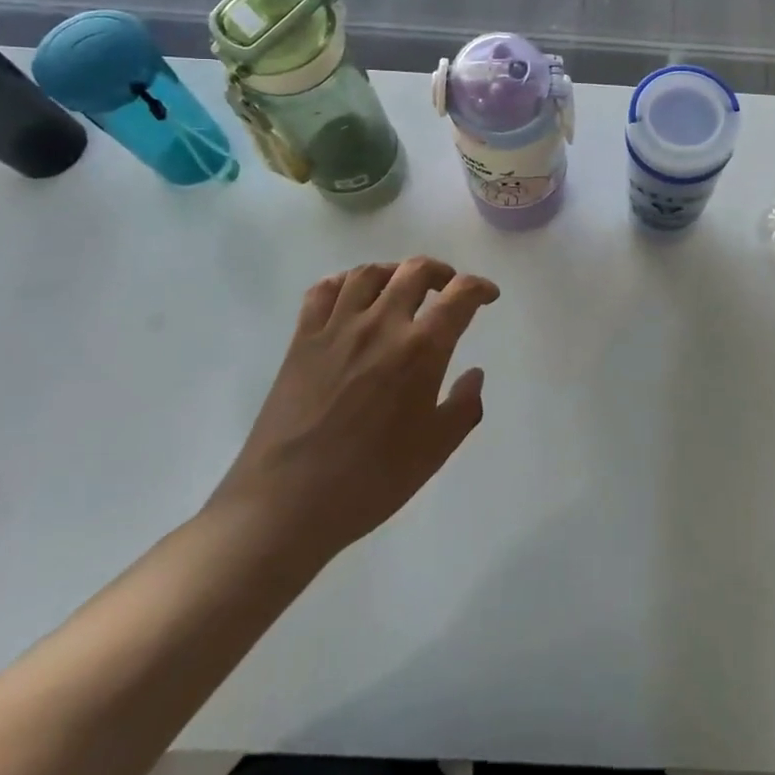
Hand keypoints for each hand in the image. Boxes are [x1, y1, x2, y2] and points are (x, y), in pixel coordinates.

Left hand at [209, 258, 498, 567]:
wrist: (286, 504)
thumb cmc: (369, 481)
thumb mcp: (434, 451)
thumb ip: (464, 407)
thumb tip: (474, 374)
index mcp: (420, 350)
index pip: (460, 296)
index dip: (480, 288)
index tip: (488, 296)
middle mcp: (381, 325)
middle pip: (415, 271)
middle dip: (441, 272)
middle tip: (448, 288)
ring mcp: (337, 328)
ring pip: (369, 273)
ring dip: (394, 272)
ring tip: (402, 287)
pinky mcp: (302, 340)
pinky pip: (323, 291)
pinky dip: (344, 282)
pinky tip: (352, 297)